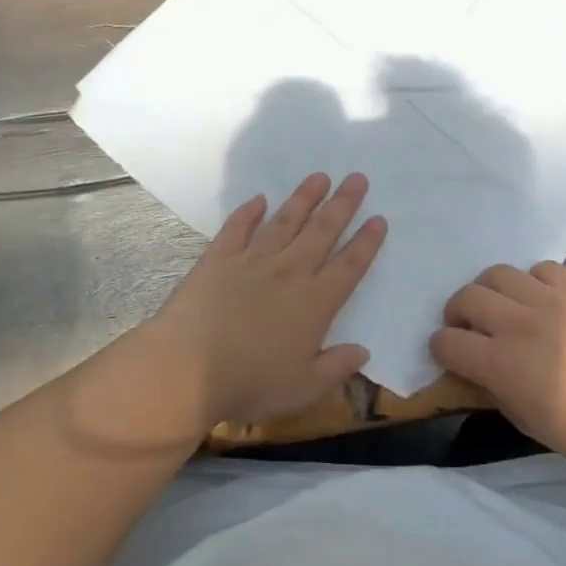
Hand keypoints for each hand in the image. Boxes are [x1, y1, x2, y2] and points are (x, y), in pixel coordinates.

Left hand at [151, 172, 385, 426]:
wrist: (186, 369)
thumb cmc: (249, 383)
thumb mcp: (303, 389)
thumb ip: (336, 367)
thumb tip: (363, 350)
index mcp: (314, 303)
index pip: (349, 266)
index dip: (366, 242)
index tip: (379, 219)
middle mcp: (288, 272)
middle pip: (322, 231)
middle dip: (343, 204)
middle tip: (357, 178)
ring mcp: (251, 261)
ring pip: (285, 221)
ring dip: (304, 198)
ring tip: (319, 177)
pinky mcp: (218, 259)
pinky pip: (237, 228)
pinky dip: (248, 212)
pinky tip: (259, 199)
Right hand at [430, 261, 565, 471]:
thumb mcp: (525, 421)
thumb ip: (492, 389)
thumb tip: (475, 368)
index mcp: (503, 364)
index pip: (448, 342)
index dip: (441, 348)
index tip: (448, 353)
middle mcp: (520, 323)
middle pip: (466, 297)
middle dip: (457, 313)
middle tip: (469, 327)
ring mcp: (551, 299)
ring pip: (497, 273)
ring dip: (489, 291)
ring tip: (502, 307)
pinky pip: (541, 269)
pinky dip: (531, 282)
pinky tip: (540, 299)